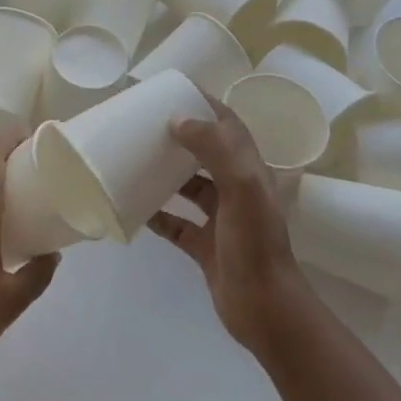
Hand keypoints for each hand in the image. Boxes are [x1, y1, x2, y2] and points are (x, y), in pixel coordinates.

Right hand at [149, 96, 315, 356]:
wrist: (264, 309)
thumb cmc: (254, 243)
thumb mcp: (240, 187)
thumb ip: (213, 149)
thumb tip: (177, 119)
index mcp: (249, 170)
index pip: (228, 125)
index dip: (205, 105)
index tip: (174, 91)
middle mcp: (236, 189)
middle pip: (206, 152)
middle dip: (181, 136)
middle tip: (146, 124)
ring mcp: (221, 219)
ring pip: (190, 187)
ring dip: (166, 173)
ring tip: (135, 159)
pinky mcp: (205, 246)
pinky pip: (176, 223)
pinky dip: (158, 213)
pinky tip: (135, 207)